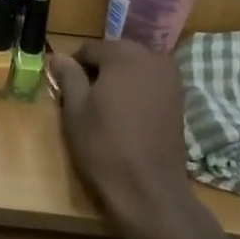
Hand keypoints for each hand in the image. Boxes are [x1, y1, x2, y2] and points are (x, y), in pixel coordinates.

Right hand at [53, 41, 217, 238]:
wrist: (149, 189)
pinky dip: (136, 92)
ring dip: (118, 81)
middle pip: (115, 54)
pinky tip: (126, 116)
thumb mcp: (75, 110)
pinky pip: (150, 84)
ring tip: (103, 109)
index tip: (64, 88)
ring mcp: (171, 79)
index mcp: (124, 55)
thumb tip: (60, 57)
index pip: (90, 48)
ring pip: (134, 69)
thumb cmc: (104, 146)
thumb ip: (69, 76)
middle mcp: (152, 58)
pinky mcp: (180, 100)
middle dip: (98, 71)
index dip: (73, 66)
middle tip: (82, 99)